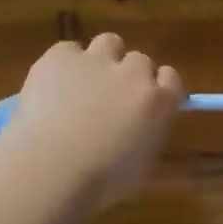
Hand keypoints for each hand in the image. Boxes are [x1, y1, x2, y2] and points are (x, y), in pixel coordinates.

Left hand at [9, 34, 184, 207]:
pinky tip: (53, 87)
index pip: (171, 78)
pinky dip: (64, 64)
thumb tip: (141, 125)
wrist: (51, 168)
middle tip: (109, 98)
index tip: (146, 101)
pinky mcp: (61, 56)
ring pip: (109, 43)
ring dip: (102, 59)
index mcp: (159, 102)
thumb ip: (147, 134)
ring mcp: (97, 60)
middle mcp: (134, 73)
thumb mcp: (141, 164)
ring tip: (83, 84)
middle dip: (128, 75)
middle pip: (139, 60)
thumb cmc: (100, 181)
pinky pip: (69, 50)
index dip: (157, 87)